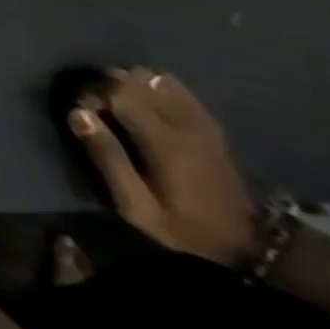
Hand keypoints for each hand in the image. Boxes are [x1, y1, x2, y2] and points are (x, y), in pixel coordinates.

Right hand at [68, 67, 257, 267]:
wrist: (252, 249)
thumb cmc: (184, 228)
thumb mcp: (137, 206)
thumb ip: (107, 158)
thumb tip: (77, 113)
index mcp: (166, 143)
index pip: (120, 93)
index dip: (93, 94)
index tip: (82, 113)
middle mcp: (186, 125)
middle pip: (139, 80)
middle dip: (109, 84)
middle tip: (96, 107)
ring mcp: (203, 124)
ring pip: (159, 79)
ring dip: (132, 82)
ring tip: (118, 102)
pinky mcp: (211, 127)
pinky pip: (180, 90)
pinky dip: (156, 87)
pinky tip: (145, 101)